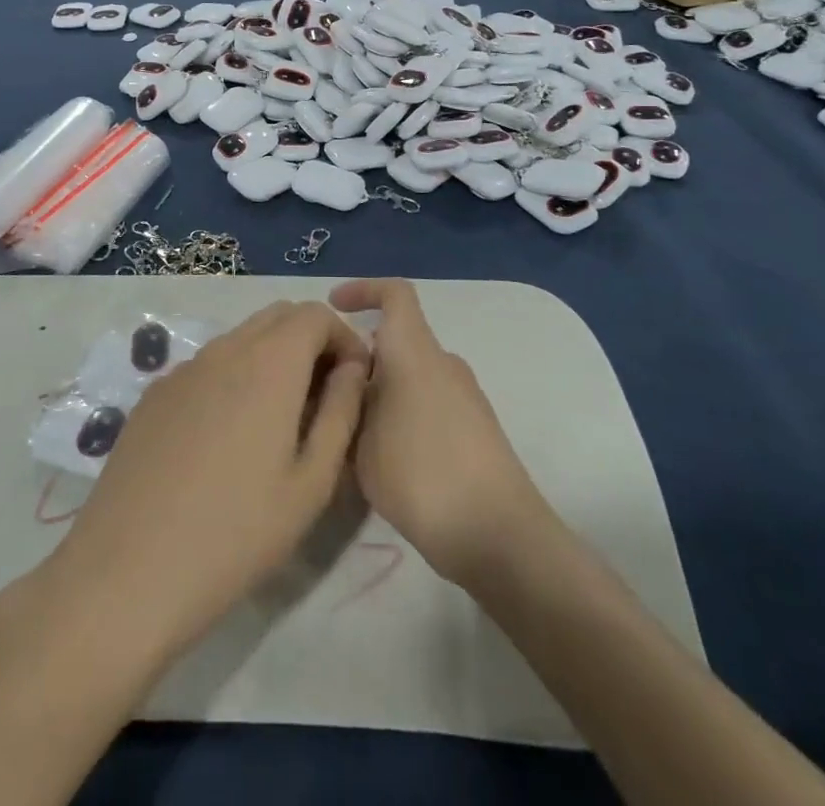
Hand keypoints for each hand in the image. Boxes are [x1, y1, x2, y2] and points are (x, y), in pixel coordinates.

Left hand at [43, 303, 369, 663]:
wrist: (127, 571)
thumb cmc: (237, 533)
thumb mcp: (311, 483)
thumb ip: (341, 412)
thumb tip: (353, 368)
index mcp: (269, 362)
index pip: (316, 313)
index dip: (344, 339)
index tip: (354, 383)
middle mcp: (225, 349)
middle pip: (278, 316)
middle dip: (310, 342)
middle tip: (322, 400)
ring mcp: (183, 369)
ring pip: (241, 339)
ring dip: (271, 359)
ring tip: (278, 423)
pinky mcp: (154, 394)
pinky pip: (207, 366)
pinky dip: (233, 378)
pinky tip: (226, 439)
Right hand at [331, 279, 554, 587]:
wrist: (498, 535)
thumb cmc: (421, 473)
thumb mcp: (361, 440)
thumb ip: (350, 404)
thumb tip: (350, 385)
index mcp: (415, 350)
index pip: (395, 294)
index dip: (364, 289)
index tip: (334, 305)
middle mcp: (443, 362)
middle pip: (398, 340)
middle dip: (361, 357)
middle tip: (326, 388)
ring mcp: (464, 395)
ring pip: (411, 374)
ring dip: (379, 390)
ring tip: (346, 430)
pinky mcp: (475, 427)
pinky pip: (428, 401)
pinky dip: (401, 412)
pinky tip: (381, 456)